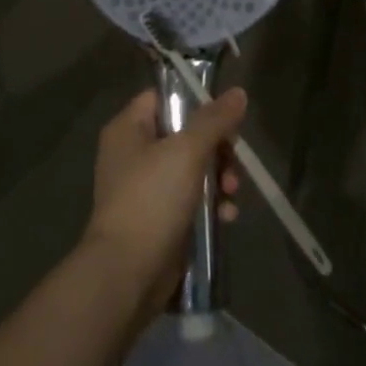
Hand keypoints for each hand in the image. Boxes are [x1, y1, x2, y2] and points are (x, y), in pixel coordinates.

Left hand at [85, 86, 245, 315]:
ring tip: (232, 193)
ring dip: (219, 178)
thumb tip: (238, 92)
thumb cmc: (152, 199)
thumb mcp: (187, 151)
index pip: (163, 97)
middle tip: (233, 161)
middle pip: (185, 134)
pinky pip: (191, 199)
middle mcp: (133, 154)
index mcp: (128, 129)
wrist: (127, 273)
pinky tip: (227, 216)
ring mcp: (146, 188)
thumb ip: (214, 120)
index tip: (224, 115)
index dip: (194, 101)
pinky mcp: (159, 218)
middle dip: (217, 148)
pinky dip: (211, 205)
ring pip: (193, 168)